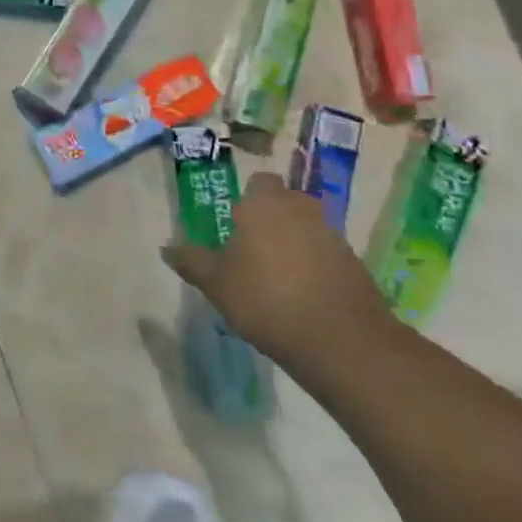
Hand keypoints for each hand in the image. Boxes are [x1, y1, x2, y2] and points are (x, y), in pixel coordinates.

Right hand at [162, 172, 389, 370]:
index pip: (259, 181)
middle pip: (285, 201)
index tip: (235, 224)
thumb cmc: (265, 300)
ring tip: (277, 276)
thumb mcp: (216, 284)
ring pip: (307, 227)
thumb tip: (167, 247)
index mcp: (263, 205)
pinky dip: (315, 265)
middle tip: (252, 248)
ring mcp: (332, 235)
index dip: (248, 199)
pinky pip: (326, 253)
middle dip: (272, 218)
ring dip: (294, 242)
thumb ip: (192, 262)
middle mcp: (300, 209)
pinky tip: (303, 294)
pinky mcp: (354, 263)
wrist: (340, 340)